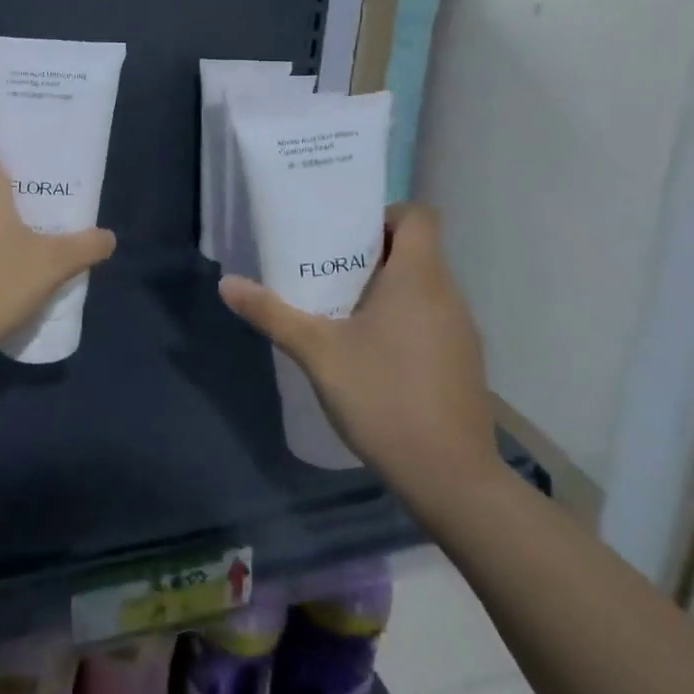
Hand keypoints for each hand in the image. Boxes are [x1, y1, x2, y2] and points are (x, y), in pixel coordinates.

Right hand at [219, 203, 499, 488]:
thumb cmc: (384, 397)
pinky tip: (375, 355)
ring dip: (390, 290)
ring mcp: (463, 331)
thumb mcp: (317, 352)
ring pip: (426, 288)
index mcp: (419, 276)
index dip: (385, 214)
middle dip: (374, 254)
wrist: (451, 479)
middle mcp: (448, 294)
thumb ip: (273, 313)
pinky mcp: (466, 363)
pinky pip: (434, 320)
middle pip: (418, 250)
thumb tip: (227, 283)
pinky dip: (407, 321)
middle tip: (331, 272)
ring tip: (345, 312)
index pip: (419, 214)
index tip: (348, 236)